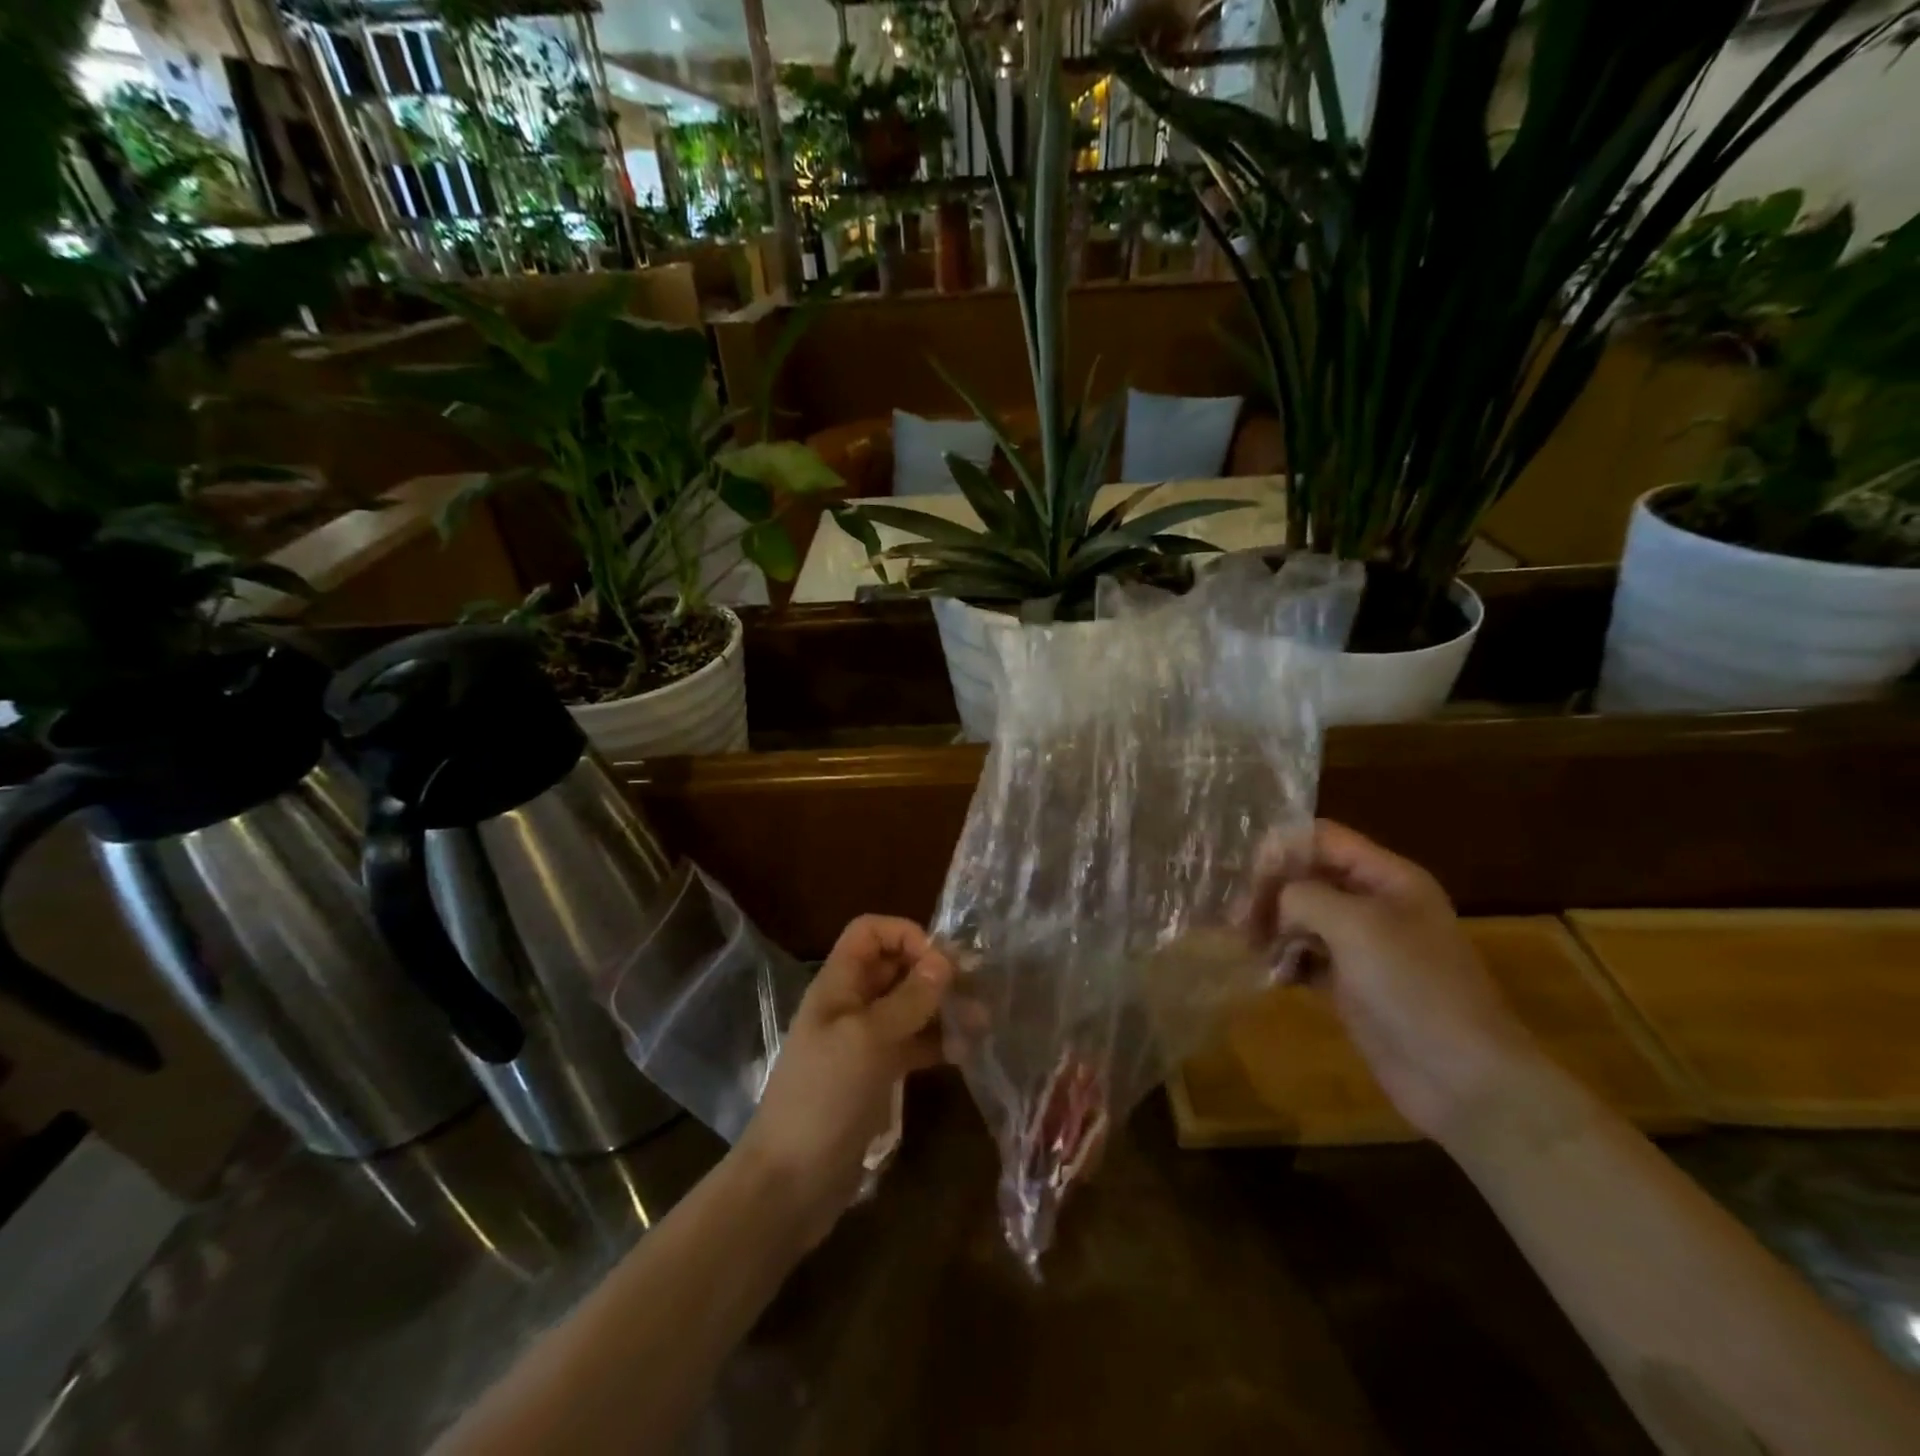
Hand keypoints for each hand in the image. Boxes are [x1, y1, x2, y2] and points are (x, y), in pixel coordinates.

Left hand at [738, 915, 953, 1246]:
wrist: (790, 1183)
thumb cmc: (825, 1097)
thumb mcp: (868, 1039)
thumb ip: (908, 999)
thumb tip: (944, 959)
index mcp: (838, 984)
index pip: (870, 932)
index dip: (905, 934)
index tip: (940, 961)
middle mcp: (851, 1004)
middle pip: (894, 967)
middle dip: (934, 971)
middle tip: (976, 989)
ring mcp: (863, 1041)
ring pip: (908, 1006)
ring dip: (942, 1008)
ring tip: (981, 1022)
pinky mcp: (876, 1075)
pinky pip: (911, 1044)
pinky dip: (937, 1043)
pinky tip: (965, 1053)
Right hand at [1246, 820, 1540, 1142]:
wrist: (1462, 1079)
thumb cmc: (1413, 988)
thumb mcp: (1356, 925)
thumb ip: (1304, 896)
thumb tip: (1275, 903)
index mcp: (1388, 877)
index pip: (1322, 838)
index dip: (1282, 849)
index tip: (1248, 880)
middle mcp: (1375, 903)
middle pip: (1307, 876)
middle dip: (1270, 892)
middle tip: (1239, 922)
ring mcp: (1363, 946)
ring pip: (1301, 916)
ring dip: (1271, 926)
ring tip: (1248, 948)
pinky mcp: (1351, 983)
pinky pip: (1306, 956)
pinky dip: (1284, 960)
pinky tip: (1270, 975)